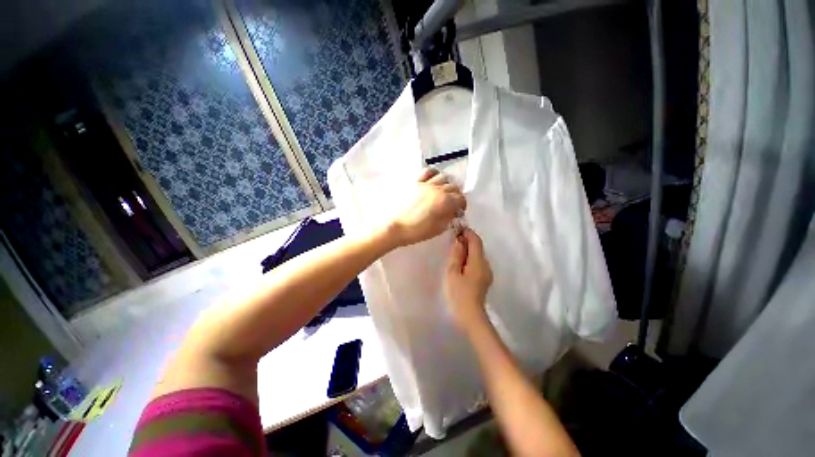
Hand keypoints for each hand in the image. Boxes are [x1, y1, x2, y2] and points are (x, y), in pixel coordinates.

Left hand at [387, 168, 465, 246]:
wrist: (393, 227)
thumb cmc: (415, 231)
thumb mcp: (437, 229)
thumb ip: (448, 218)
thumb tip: (453, 212)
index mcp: (445, 202)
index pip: (460, 199)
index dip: (462, 205)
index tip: (459, 210)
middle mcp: (437, 189)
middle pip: (453, 187)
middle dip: (456, 195)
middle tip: (452, 203)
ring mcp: (425, 184)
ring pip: (442, 177)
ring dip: (446, 184)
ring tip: (443, 190)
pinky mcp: (414, 182)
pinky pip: (427, 172)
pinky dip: (433, 174)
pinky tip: (432, 181)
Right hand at [444, 228, 492, 329]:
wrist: (470, 315)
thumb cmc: (459, 293)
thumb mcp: (453, 272)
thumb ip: (456, 254)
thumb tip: (459, 240)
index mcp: (478, 261)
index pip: (476, 240)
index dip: (468, 232)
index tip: (457, 229)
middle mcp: (486, 264)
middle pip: (478, 247)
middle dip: (467, 241)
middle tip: (453, 241)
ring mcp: (487, 272)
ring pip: (478, 255)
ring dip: (468, 250)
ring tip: (455, 253)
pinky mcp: (485, 278)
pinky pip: (478, 263)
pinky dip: (470, 259)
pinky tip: (461, 265)